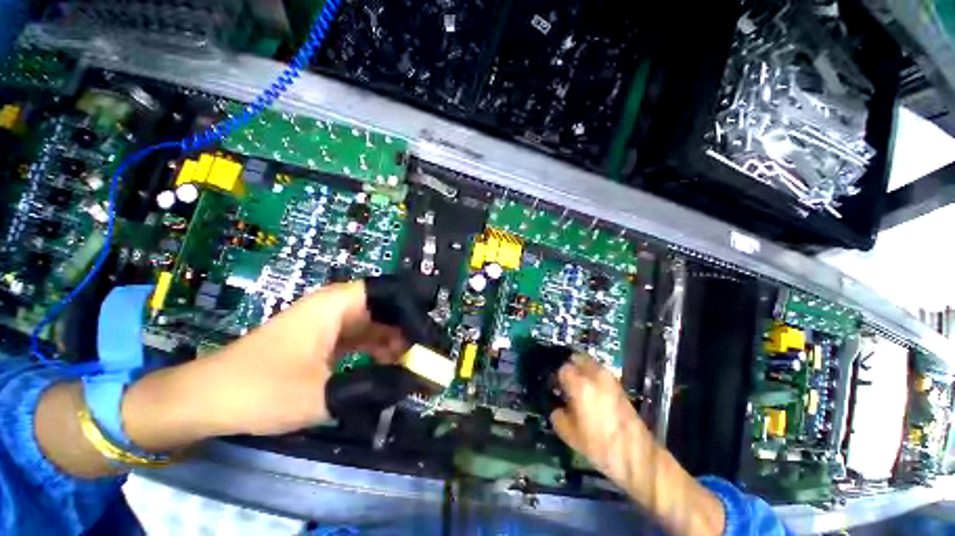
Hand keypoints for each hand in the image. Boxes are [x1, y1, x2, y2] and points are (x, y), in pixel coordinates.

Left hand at [121, 280, 416, 446]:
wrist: (207, 399)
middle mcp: (340, 305)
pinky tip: (390, 368)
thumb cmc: (260, 389)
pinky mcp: (327, 338)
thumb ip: (374, 385)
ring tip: (413, 367)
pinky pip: (365, 338)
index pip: (393, 293)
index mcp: (339, 303)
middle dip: (410, 331)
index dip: (415, 314)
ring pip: (378, 324)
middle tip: (427, 358)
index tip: (428, 342)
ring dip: (397, 343)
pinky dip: (380, 351)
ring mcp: (333, 321)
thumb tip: (415, 382)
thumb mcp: (322, 394)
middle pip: (389, 309)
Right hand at [551, 356, 726, 535]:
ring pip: (591, 364)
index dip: (558, 378)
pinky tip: (593, 393)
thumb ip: (558, 417)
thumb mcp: (571, 436)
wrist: (637, 456)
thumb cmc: (600, 446)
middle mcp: (595, 376)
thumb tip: (557, 409)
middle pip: (578, 358)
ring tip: (579, 386)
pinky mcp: (620, 386)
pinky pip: (602, 373)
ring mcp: (610, 379)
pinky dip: (594, 377)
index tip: (556, 388)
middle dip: (570, 366)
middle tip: (566, 382)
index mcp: (580, 385)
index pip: (563, 369)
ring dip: (583, 370)